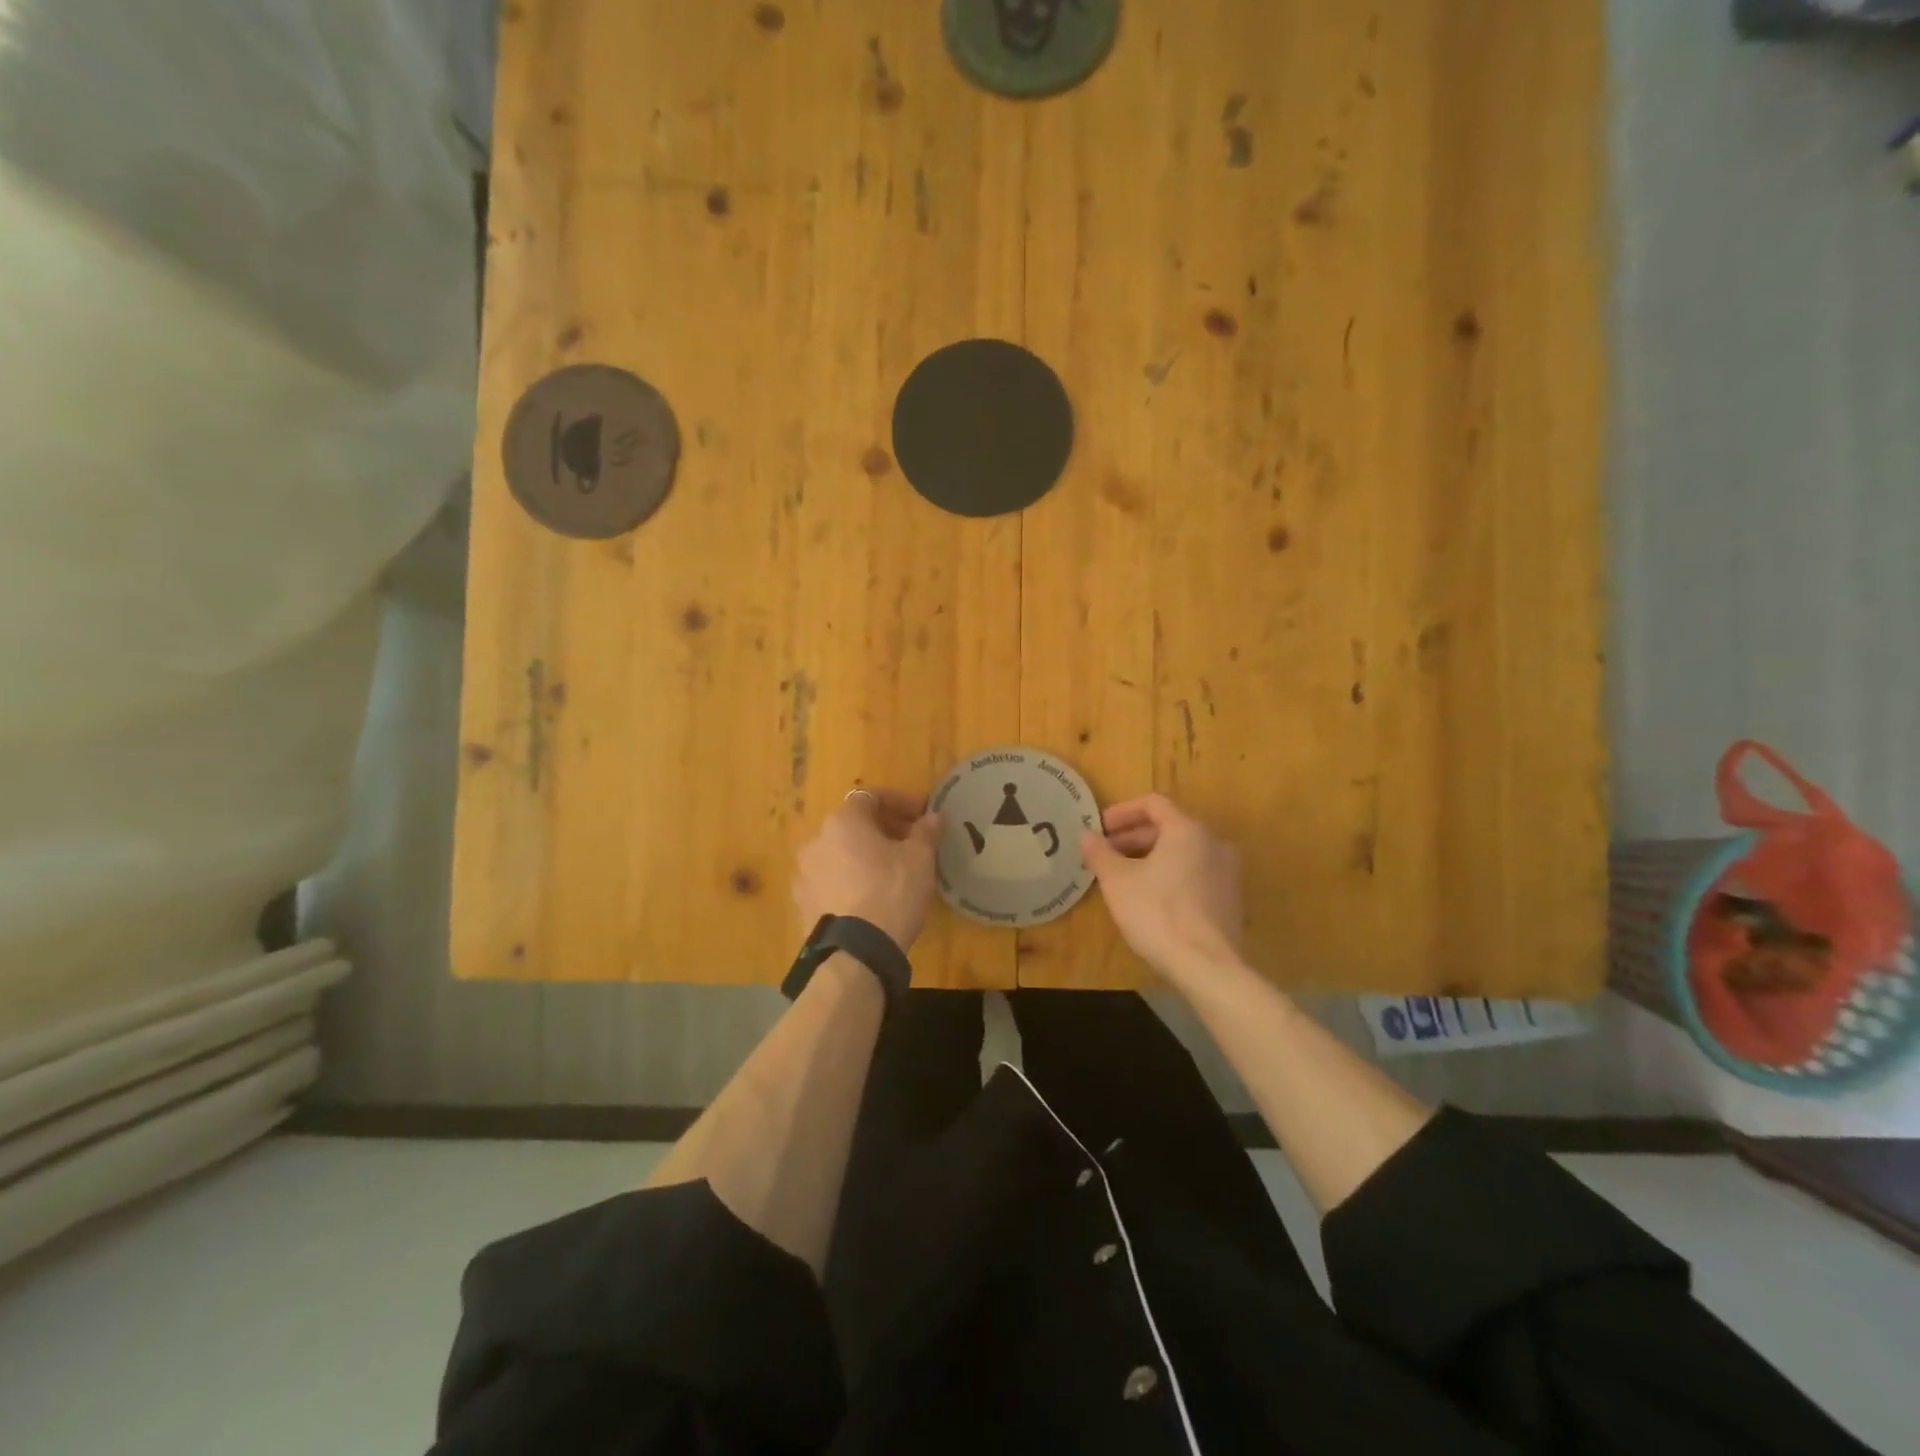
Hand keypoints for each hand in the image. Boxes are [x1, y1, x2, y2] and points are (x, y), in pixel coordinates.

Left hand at [794, 789, 943, 949]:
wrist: (856, 952)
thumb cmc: (891, 892)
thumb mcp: (920, 859)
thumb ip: (926, 832)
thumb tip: (933, 817)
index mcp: (842, 821)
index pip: (871, 797)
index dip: (900, 802)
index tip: (923, 815)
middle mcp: (816, 841)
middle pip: (853, 825)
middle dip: (883, 829)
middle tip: (911, 843)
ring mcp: (804, 873)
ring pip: (840, 853)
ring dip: (864, 855)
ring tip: (891, 872)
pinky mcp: (802, 904)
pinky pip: (831, 880)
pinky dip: (850, 879)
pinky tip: (869, 896)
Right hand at [1080, 794, 1243, 982]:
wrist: (1207, 966)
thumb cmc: (1157, 913)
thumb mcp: (1117, 881)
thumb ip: (1100, 853)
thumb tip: (1087, 835)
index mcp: (1188, 830)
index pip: (1153, 803)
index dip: (1122, 812)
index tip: (1099, 828)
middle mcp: (1214, 843)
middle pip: (1169, 827)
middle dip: (1133, 837)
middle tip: (1106, 854)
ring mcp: (1227, 872)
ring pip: (1182, 852)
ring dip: (1151, 857)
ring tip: (1123, 876)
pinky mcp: (1231, 899)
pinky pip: (1195, 874)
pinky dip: (1170, 875)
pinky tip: (1150, 898)